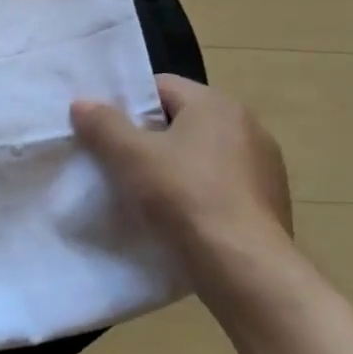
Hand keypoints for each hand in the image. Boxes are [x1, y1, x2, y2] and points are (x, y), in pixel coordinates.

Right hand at [71, 74, 293, 282]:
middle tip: (115, 159)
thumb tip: (83, 103)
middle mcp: (248, 127)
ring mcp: (264, 167)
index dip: (127, 103)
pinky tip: (177, 215)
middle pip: (182, 120)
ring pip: (201, 154)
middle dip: (148, 136)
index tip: (103, 128)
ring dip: (173, 165)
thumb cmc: (183, 196)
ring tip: (143, 191)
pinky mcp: (269, 202)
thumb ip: (103, 124)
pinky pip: (220, 185)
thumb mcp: (130, 155)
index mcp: (217, 105)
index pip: (161, 87)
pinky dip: (197, 192)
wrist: (242, 266)